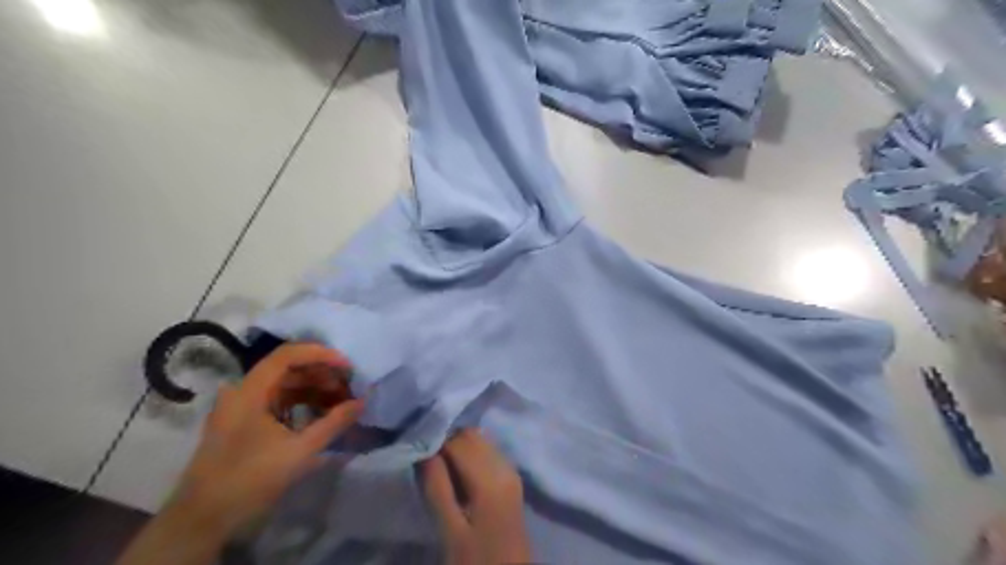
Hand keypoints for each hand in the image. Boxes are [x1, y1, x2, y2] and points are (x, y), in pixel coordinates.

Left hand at [167, 342, 363, 536]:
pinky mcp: (244, 422)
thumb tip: (362, 402)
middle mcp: (243, 391)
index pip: (288, 355)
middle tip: (349, 386)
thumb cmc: (250, 479)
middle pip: (288, 368)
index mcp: (250, 391)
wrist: (202, 519)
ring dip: (314, 389)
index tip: (348, 367)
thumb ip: (334, 423)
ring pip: (284, 385)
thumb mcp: (299, 451)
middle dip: (322, 374)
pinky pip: (278, 401)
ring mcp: (242, 407)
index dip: (321, 354)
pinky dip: (302, 403)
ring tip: (341, 401)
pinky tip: (321, 414)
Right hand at [422, 428, 533, 563]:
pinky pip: (488, 452)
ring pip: (481, 440)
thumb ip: (437, 487)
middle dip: (447, 442)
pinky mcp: (512, 478)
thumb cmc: (476, 560)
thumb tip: (425, 451)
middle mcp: (505, 465)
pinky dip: (471, 455)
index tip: (418, 456)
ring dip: (459, 447)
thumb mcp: (450, 530)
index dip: (436, 443)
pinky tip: (460, 477)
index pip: (459, 440)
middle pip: (472, 435)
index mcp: (490, 478)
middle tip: (428, 464)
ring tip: (442, 471)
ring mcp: (512, 470)